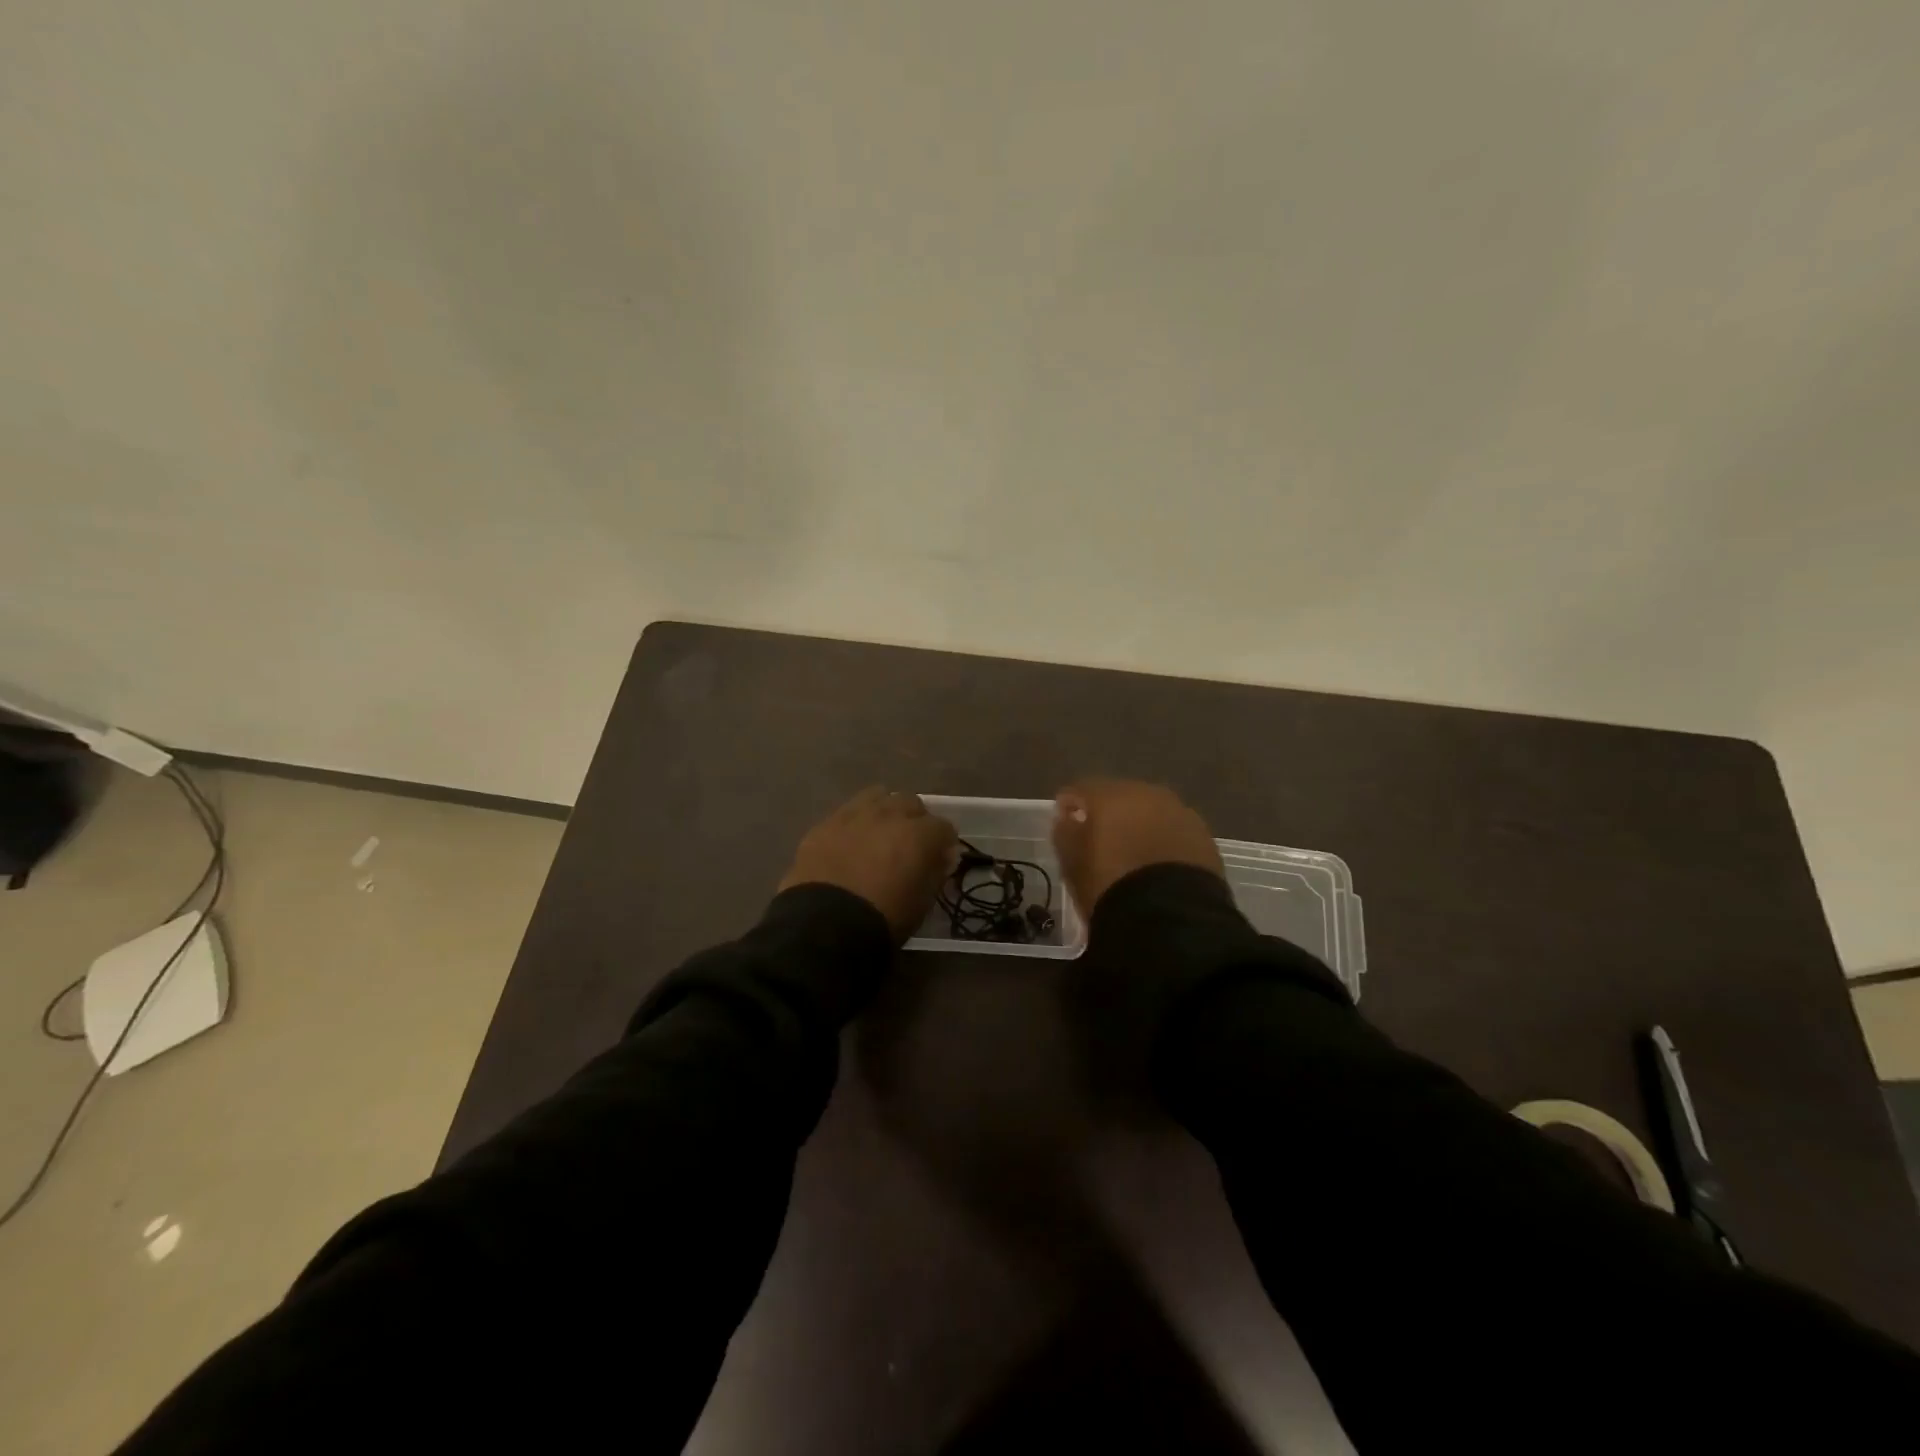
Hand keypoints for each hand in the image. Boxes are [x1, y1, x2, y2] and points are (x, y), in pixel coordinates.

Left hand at [779, 787, 957, 940]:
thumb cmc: (884, 919)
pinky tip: (849, 843)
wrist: (824, 924)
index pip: (945, 827)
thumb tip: (941, 858)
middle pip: (911, 803)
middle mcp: (890, 814)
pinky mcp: (825, 823)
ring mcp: (854, 814)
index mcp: (920, 834)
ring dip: (884, 812)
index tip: (939, 860)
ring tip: (879, 834)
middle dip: (915, 820)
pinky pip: (847, 812)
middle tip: (908, 845)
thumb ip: (935, 873)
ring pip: (878, 797)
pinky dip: (854, 823)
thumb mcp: (922, 903)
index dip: (944, 844)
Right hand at [1052, 779, 1223, 913]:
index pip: (1082, 789)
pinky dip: (1164, 841)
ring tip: (1133, 853)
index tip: (1064, 820)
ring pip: (1152, 812)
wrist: (1171, 918)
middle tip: (1101, 838)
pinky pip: (1175, 832)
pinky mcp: (1205, 837)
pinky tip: (1159, 864)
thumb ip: (1065, 832)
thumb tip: (1068, 817)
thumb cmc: (1110, 886)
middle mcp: (1147, 794)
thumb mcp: (1072, 864)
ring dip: (1140, 826)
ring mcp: (1181, 813)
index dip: (1070, 803)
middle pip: (1121, 796)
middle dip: (1110, 812)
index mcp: (1110, 795)